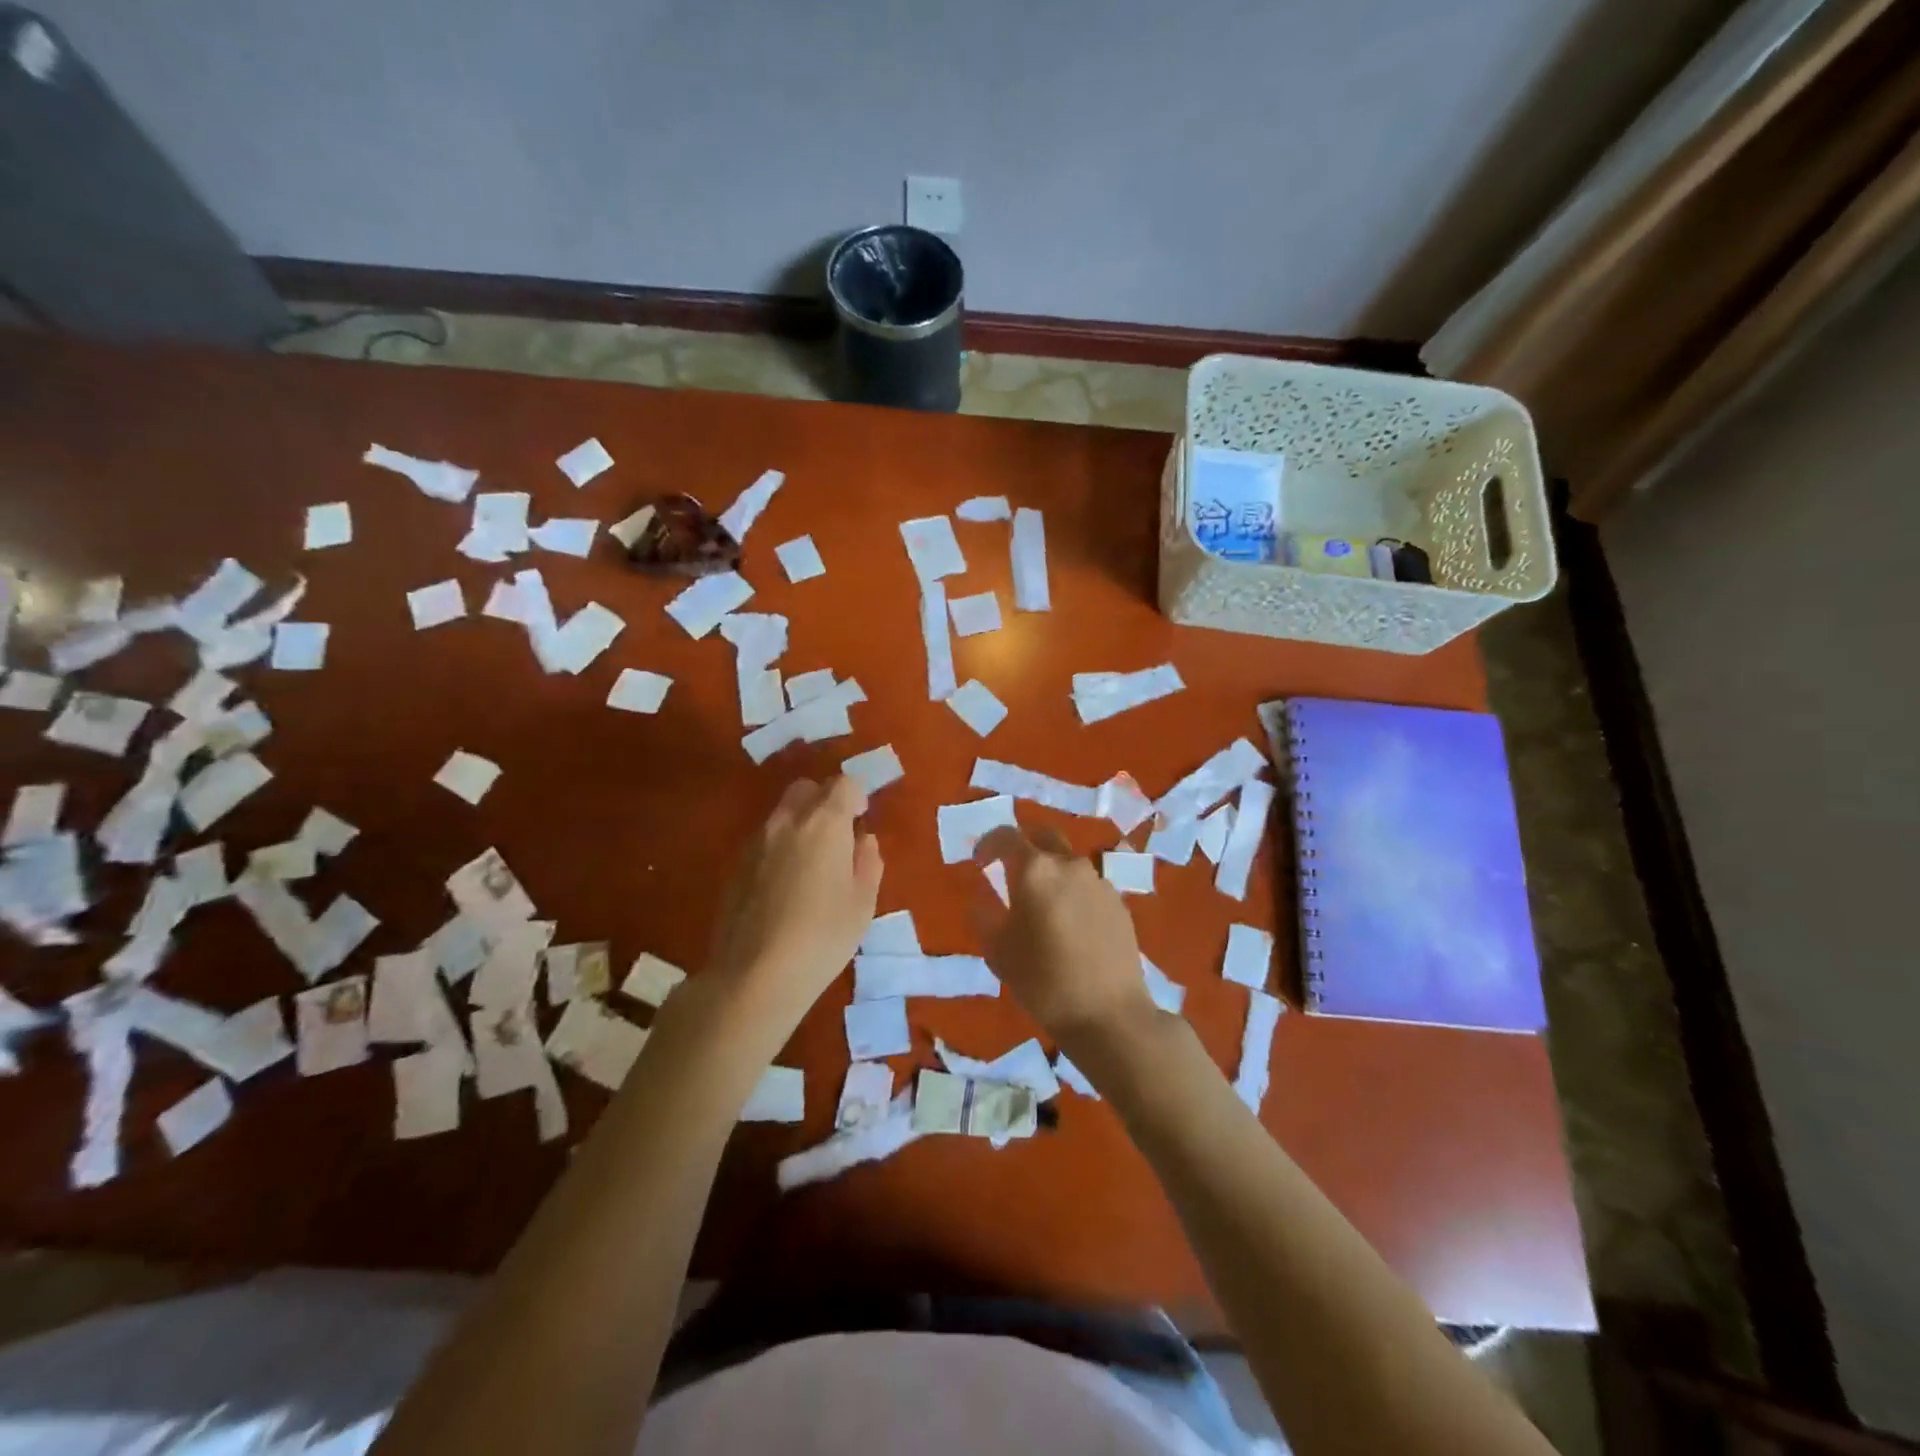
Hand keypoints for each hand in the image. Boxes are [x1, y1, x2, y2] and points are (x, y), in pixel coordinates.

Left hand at [706, 775, 883, 1037]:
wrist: (754, 975)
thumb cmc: (822, 938)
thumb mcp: (862, 904)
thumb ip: (868, 862)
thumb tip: (863, 840)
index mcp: (824, 823)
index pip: (843, 784)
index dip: (857, 797)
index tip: (861, 821)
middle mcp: (787, 821)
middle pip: (806, 788)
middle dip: (824, 801)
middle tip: (837, 835)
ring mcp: (756, 841)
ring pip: (782, 813)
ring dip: (800, 824)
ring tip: (811, 865)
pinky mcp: (736, 865)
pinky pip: (764, 840)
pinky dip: (780, 847)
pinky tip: (785, 886)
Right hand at [972, 825, 1156, 1051]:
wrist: (1109, 1014)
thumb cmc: (1044, 981)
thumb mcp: (998, 952)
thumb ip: (985, 916)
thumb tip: (981, 899)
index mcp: (1034, 870)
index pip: (1006, 837)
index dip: (988, 844)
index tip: (979, 862)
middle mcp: (1069, 864)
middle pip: (1043, 837)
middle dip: (1023, 846)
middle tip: (1010, 869)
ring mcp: (1099, 881)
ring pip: (1068, 861)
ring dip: (1050, 871)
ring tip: (1041, 904)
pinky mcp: (1119, 902)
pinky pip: (1088, 885)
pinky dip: (1072, 891)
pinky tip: (1069, 924)